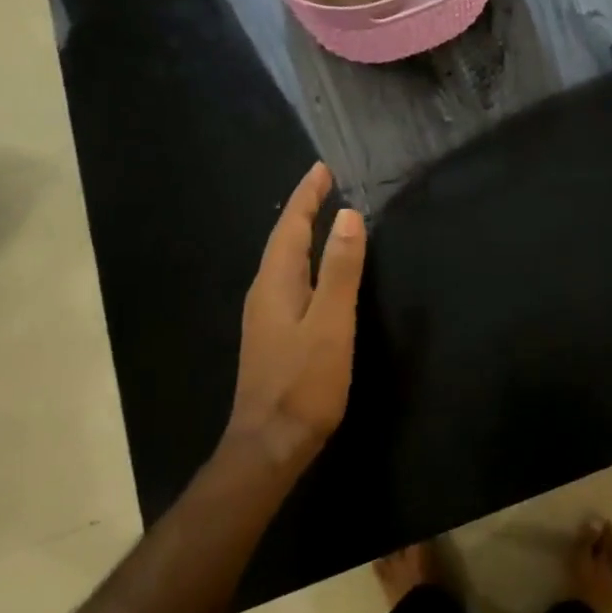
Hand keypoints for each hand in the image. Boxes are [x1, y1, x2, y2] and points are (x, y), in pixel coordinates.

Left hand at [229, 162, 365, 468]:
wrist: (270, 443)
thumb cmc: (304, 382)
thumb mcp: (331, 322)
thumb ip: (341, 269)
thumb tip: (348, 216)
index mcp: (276, 282)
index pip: (291, 226)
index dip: (307, 196)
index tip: (322, 168)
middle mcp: (264, 291)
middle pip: (283, 239)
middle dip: (303, 208)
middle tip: (326, 183)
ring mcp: (264, 315)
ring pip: (284, 260)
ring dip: (302, 233)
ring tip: (323, 215)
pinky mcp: (272, 334)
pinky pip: (288, 280)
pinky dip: (303, 260)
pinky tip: (316, 270)